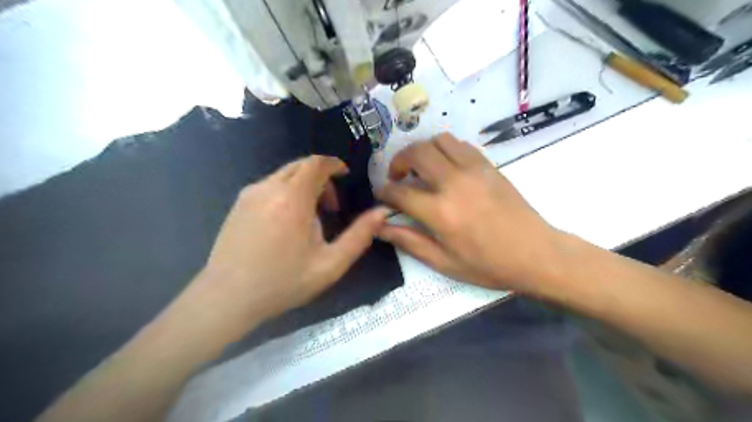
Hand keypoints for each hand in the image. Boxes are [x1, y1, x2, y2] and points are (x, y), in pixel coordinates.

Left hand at [188, 155, 390, 331]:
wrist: (227, 298)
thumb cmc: (283, 282)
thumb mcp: (331, 264)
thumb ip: (359, 236)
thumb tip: (383, 212)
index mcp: (292, 199)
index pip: (316, 163)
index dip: (334, 164)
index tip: (346, 175)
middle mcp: (268, 188)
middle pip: (300, 166)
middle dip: (321, 178)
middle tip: (331, 207)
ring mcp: (249, 194)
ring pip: (284, 175)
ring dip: (303, 186)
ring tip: (310, 218)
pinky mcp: (238, 204)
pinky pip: (269, 186)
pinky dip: (286, 192)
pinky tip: (286, 222)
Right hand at [379, 134, 566, 294]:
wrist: (535, 253)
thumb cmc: (488, 264)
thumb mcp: (444, 262)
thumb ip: (409, 241)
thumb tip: (380, 228)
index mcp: (440, 212)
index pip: (399, 191)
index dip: (384, 191)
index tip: (381, 194)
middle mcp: (453, 183)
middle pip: (415, 153)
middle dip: (398, 161)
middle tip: (398, 177)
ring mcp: (473, 169)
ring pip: (438, 141)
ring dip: (423, 151)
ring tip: (421, 169)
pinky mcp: (488, 165)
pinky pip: (460, 144)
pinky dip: (445, 149)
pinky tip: (445, 167)